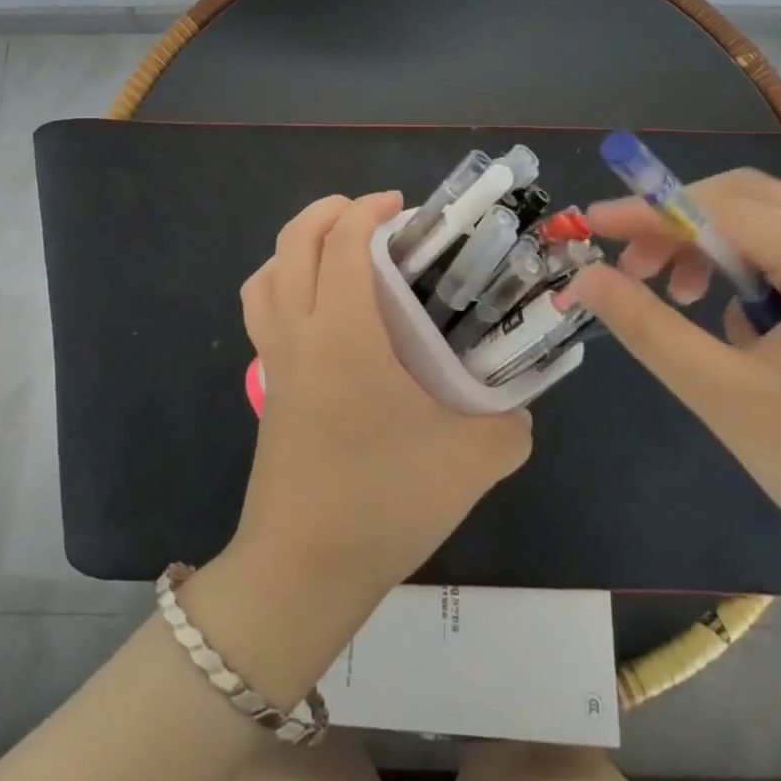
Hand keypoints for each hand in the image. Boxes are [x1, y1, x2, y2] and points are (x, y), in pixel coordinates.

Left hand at [231, 192, 532, 602]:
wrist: (303, 571)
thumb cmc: (384, 502)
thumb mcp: (472, 461)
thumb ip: (510, 426)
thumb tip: (519, 411)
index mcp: (343, 331)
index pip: (341, 240)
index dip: (367, 209)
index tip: (403, 209)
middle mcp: (299, 331)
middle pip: (292, 241)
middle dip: (328, 210)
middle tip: (372, 215)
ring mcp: (274, 359)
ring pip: (265, 274)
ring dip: (296, 245)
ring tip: (338, 251)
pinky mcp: (266, 387)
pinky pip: (261, 312)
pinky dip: (282, 285)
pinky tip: (321, 313)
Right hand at [564, 170, 780, 600]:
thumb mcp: (724, 397)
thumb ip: (647, 327)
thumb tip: (583, 278)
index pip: (720, 208)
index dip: (647, 210)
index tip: (589, 224)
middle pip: (746, 200)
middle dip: (677, 222)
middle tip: (631, 267)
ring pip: (767, 223)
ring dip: (708, 243)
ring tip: (676, 297)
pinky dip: (742, 267)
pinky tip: (730, 324)